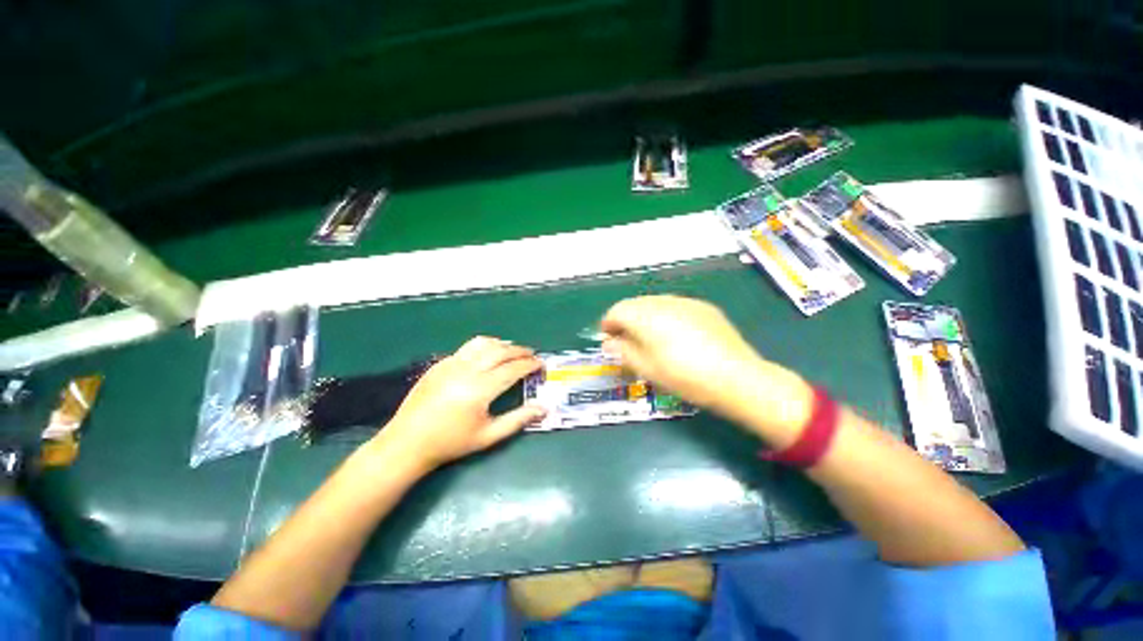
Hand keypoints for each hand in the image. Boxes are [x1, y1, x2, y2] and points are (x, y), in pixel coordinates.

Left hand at [372, 337, 544, 470]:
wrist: (408, 442)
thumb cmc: (451, 442)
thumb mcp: (489, 436)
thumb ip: (518, 419)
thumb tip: (543, 408)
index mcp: (480, 389)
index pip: (513, 369)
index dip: (530, 364)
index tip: (541, 364)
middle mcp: (467, 370)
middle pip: (500, 351)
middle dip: (520, 351)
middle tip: (531, 355)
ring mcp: (451, 364)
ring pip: (483, 343)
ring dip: (502, 344)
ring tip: (512, 350)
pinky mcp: (440, 363)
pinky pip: (467, 348)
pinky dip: (483, 347)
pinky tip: (487, 355)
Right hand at [600, 296, 811, 443]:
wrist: (736, 378)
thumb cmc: (684, 376)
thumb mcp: (646, 368)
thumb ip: (622, 351)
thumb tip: (609, 342)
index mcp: (646, 316)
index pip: (617, 311)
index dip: (608, 324)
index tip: (608, 340)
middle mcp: (664, 302)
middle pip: (635, 304)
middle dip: (626, 320)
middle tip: (627, 341)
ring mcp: (686, 302)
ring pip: (655, 303)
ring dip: (645, 317)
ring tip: (651, 338)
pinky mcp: (704, 307)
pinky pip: (676, 307)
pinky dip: (666, 316)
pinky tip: (676, 336)